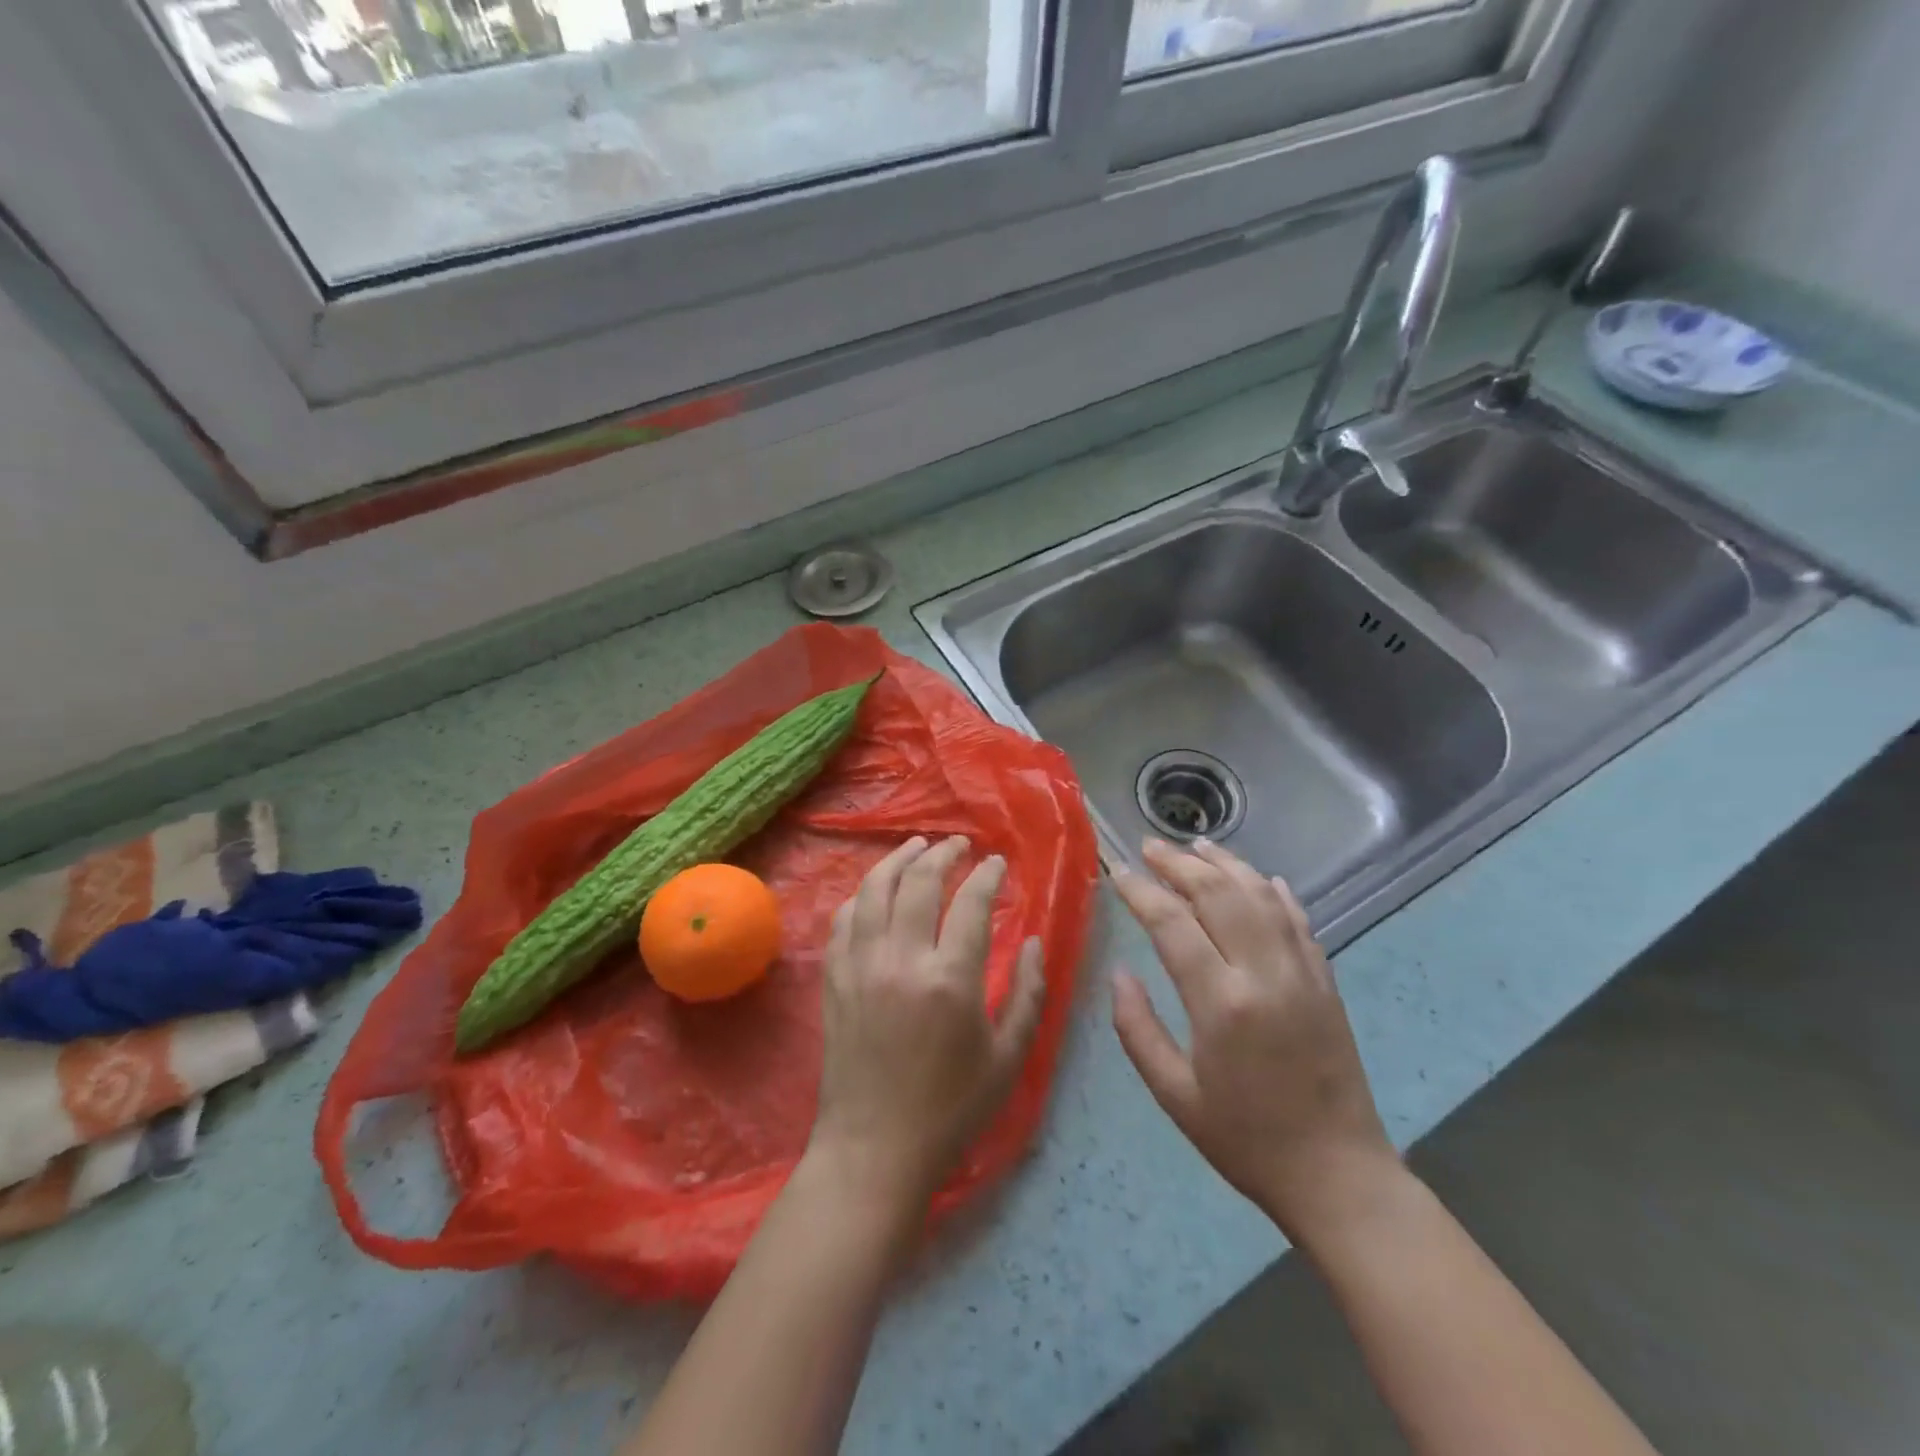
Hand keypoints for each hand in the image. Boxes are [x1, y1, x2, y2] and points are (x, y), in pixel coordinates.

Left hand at [810, 835, 1045, 1213]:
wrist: (874, 1149)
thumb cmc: (951, 1109)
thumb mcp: (1008, 1058)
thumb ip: (1030, 994)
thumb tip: (1036, 941)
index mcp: (950, 980)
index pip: (971, 903)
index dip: (987, 875)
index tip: (998, 863)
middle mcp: (901, 960)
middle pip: (920, 882)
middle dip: (943, 854)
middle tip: (958, 844)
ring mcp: (860, 966)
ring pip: (875, 889)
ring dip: (897, 860)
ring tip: (916, 846)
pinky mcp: (834, 978)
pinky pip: (844, 919)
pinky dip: (862, 895)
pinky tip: (876, 890)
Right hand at [1110, 838, 1400, 1244]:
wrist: (1338, 1176)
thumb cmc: (1245, 1140)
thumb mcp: (1174, 1095)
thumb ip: (1137, 1029)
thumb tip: (1120, 973)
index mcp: (1221, 1003)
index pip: (1173, 923)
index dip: (1141, 891)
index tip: (1118, 871)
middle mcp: (1264, 974)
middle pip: (1219, 894)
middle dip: (1180, 863)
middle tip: (1151, 846)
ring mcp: (1302, 973)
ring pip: (1261, 895)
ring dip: (1226, 864)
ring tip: (1196, 845)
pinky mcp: (1326, 981)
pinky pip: (1298, 920)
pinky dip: (1275, 891)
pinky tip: (1258, 877)